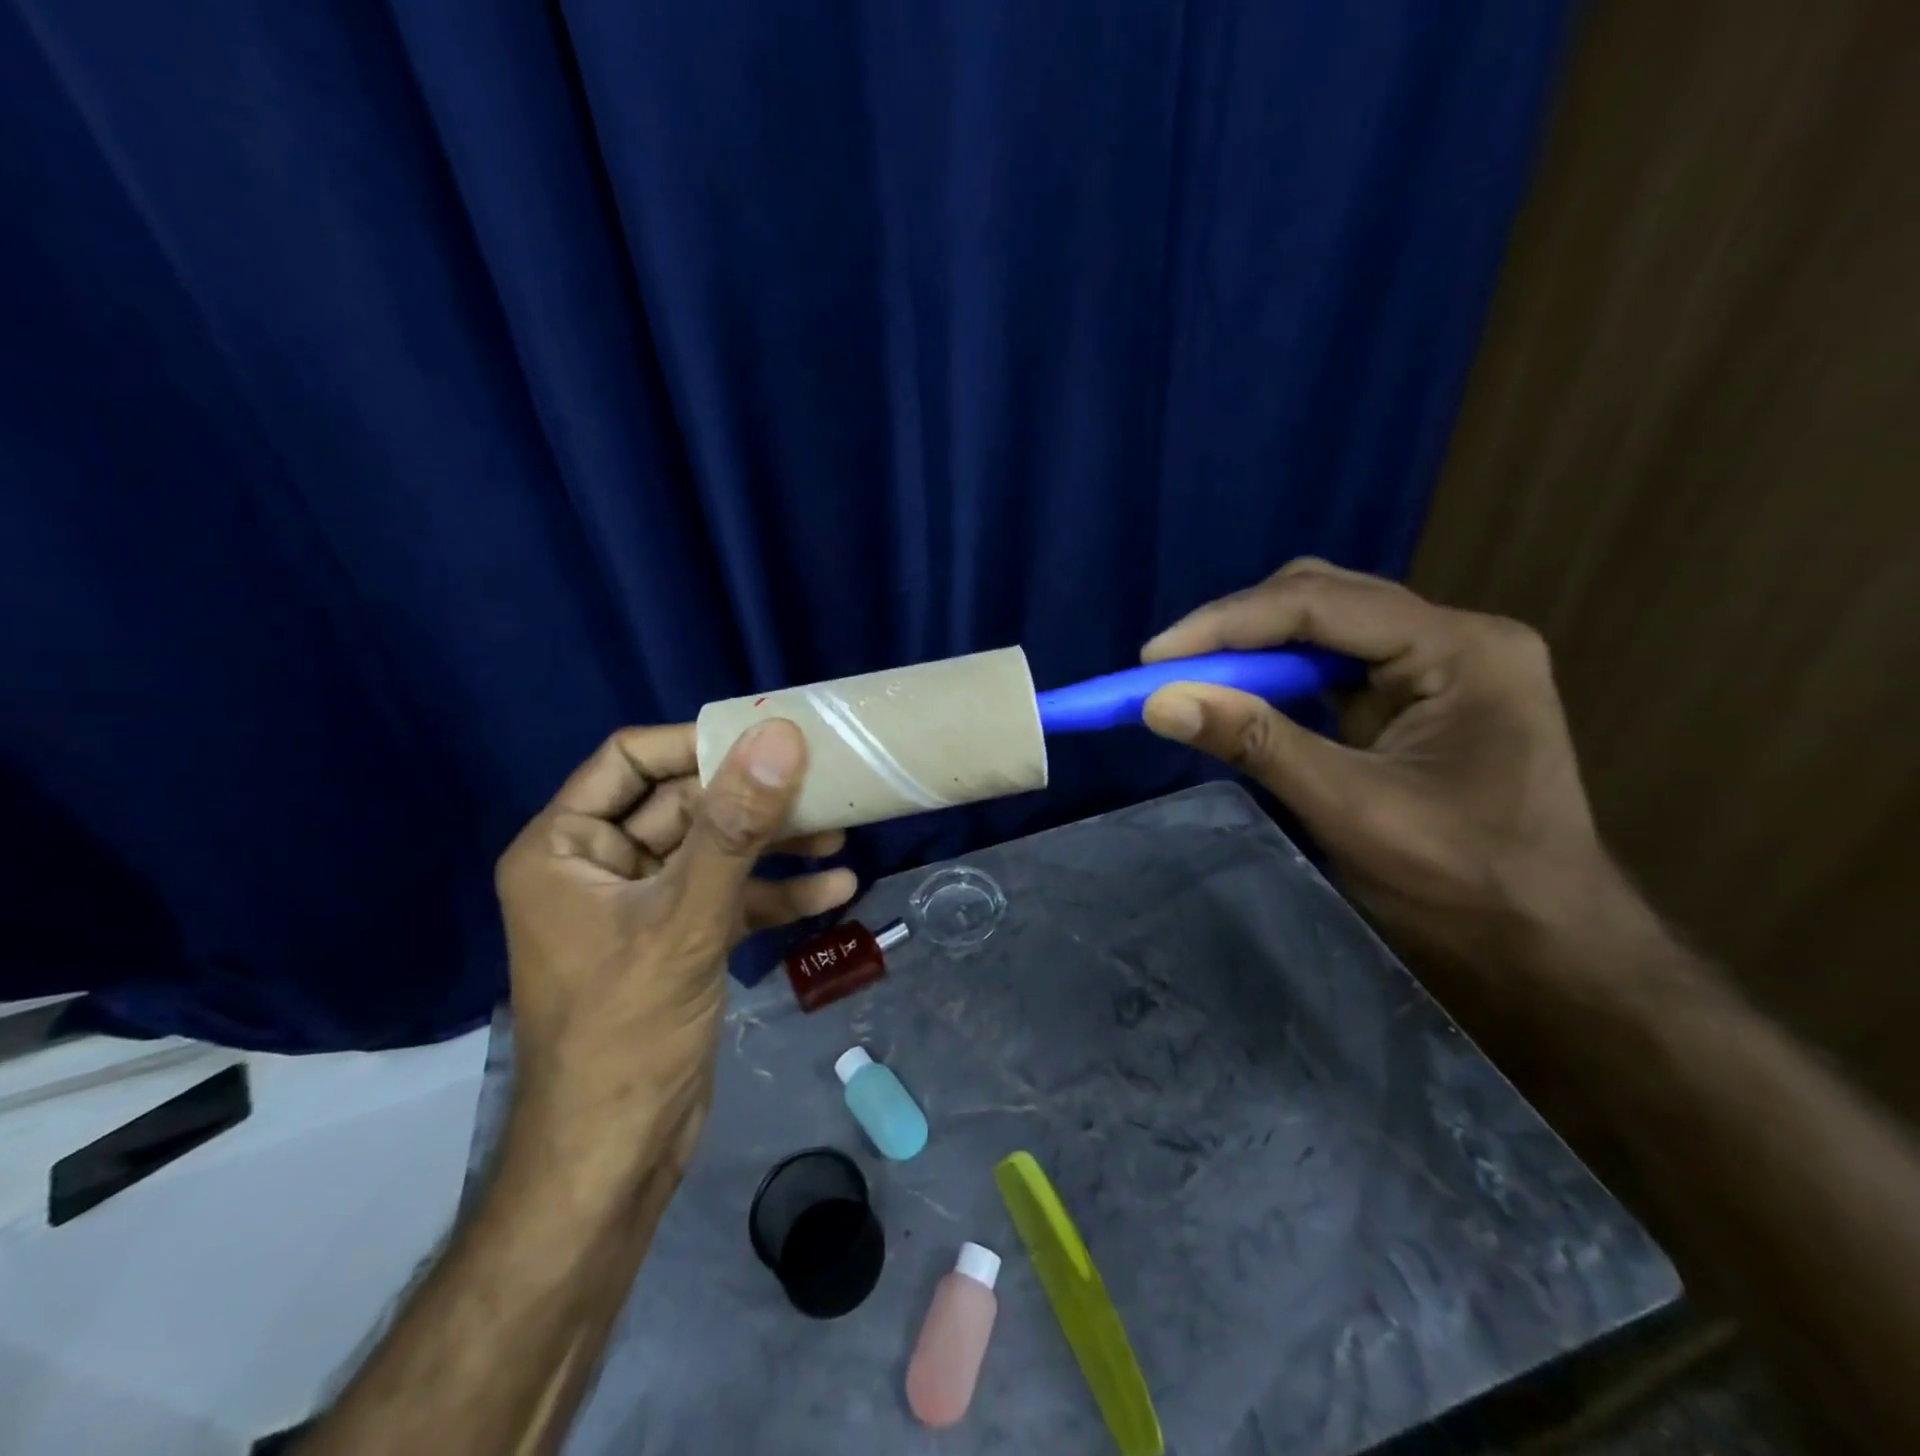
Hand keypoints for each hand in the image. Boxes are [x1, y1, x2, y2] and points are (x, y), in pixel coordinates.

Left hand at [494, 720, 855, 1178]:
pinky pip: (730, 898)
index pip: (631, 760)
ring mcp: (643, 906)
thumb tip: (779, 737)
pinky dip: (776, 894)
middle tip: (824, 784)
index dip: (699, 743)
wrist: (616, 1159)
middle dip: (754, 800)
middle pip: (685, 805)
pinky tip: (836, 890)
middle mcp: (599, 866)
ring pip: (715, 852)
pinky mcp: (679, 941)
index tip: (769, 738)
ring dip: (775, 846)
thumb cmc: (627, 1032)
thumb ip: (735, 826)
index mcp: (565, 847)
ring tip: (841, 833)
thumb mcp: (686, 919)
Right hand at [1140, 560, 1620, 976]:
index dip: (1227, 624)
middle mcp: (1455, 637)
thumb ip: (1256, 744)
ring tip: (1192, 679)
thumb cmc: (1465, 885)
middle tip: (1168, 666)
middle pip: (1325, 598)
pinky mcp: (1419, 694)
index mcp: (1463, 650)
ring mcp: (1440, 664)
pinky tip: (1243, 697)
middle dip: (1238, 628)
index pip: (1323, 604)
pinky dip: (1278, 676)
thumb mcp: (1351, 810)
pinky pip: (1334, 663)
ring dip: (1254, 650)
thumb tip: (1159, 702)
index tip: (1153, 658)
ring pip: (1326, 625)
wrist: (1547, 949)